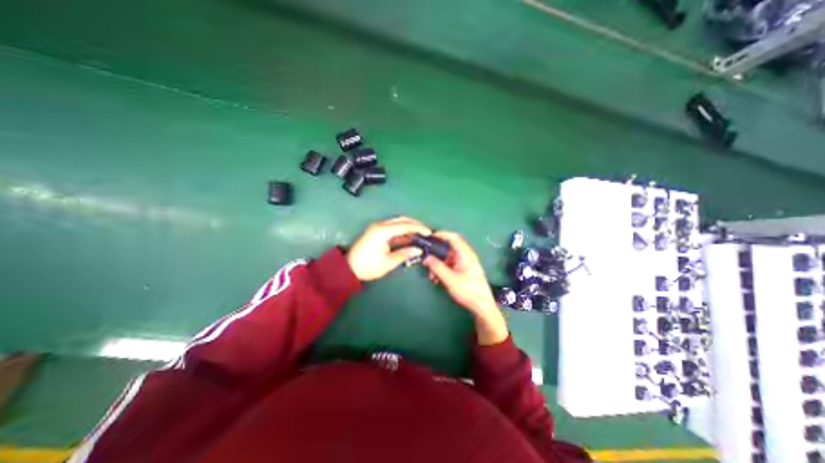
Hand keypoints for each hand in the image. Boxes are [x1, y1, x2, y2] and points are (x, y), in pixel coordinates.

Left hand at [345, 216, 432, 281]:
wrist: (348, 268)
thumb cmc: (368, 266)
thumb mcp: (388, 262)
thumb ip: (405, 253)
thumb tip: (419, 250)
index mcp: (383, 231)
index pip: (405, 226)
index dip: (418, 228)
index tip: (429, 232)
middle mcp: (380, 225)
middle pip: (402, 220)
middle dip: (415, 224)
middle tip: (426, 232)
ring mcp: (378, 227)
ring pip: (397, 222)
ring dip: (409, 227)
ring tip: (420, 234)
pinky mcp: (376, 232)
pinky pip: (393, 228)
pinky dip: (402, 231)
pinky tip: (409, 237)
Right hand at [425, 232, 510, 342]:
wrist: (482, 306)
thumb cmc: (468, 291)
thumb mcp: (450, 279)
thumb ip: (437, 267)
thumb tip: (426, 257)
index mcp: (465, 254)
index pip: (453, 237)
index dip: (441, 234)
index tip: (429, 236)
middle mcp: (466, 256)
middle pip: (449, 248)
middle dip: (436, 253)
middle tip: (426, 258)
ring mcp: (465, 263)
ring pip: (448, 258)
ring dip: (438, 264)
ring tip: (431, 275)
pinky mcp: (463, 270)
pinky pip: (450, 265)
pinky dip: (442, 269)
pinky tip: (436, 279)